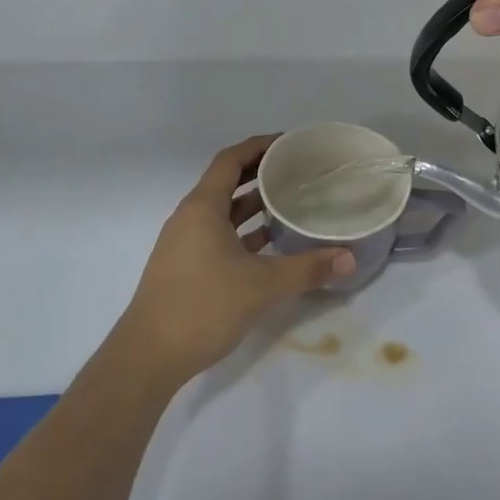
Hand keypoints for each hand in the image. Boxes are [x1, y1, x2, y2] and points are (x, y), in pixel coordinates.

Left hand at [110, 136, 354, 378]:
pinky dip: (245, 233)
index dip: (259, 146)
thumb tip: (350, 259)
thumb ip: (308, 269)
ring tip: (292, 202)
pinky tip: (272, 244)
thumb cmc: (203, 306)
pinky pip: (220, 237)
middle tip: (299, 170)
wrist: (149, 356)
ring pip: (224, 213)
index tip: (290, 143)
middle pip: (227, 183)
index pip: (230, 160)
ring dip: (254, 205)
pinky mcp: (187, 267)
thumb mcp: (262, 286)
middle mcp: (190, 218)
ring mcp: (185, 244)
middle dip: (261, 174)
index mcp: (202, 208)